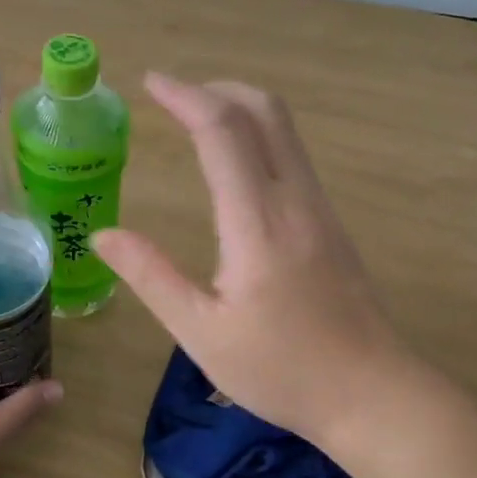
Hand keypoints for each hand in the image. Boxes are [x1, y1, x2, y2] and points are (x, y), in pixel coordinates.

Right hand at [92, 74, 417, 452]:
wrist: (373, 394)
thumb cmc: (282, 370)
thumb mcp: (202, 333)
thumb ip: (152, 276)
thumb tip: (104, 235)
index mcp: (258, 222)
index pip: (222, 131)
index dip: (185, 96)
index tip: (151, 82)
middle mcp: (295, 200)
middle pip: (264, 111)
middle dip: (217, 88)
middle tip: (173, 95)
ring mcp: (320, 209)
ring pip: (285, 130)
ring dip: (240, 108)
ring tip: (197, 118)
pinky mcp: (331, 223)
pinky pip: (293, 156)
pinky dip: (259, 135)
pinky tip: (236, 162)